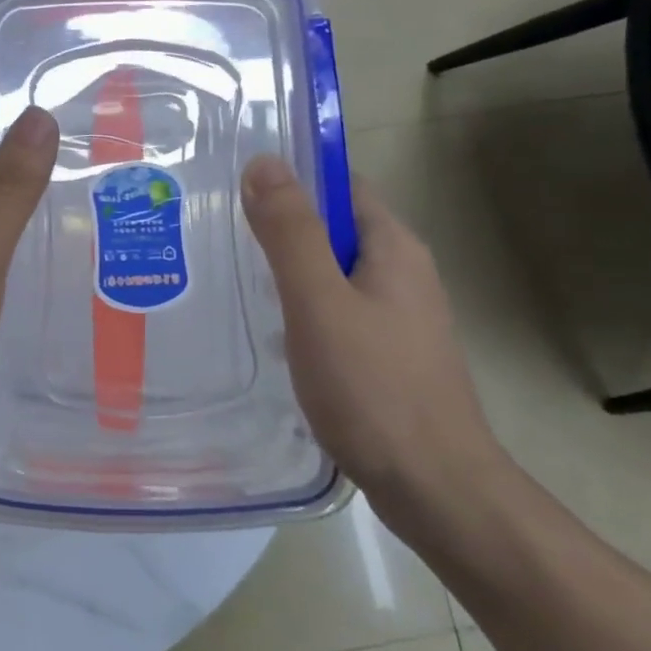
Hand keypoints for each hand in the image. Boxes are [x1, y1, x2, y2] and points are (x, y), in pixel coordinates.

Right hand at [240, 155, 511, 538]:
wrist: (434, 488)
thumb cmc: (374, 388)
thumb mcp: (319, 302)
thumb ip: (290, 233)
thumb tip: (263, 162)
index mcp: (393, 247)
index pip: (340, 186)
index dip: (291, 178)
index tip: (233, 187)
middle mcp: (402, 273)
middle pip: (333, 228)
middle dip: (279, 226)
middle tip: (216, 232)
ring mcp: (397, 317)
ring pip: (331, 273)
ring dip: (286, 270)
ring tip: (228, 276)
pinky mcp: (385, 354)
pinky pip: (335, 310)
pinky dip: (299, 308)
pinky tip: (266, 329)